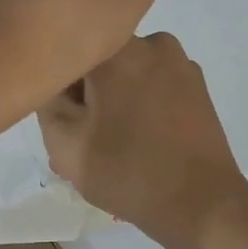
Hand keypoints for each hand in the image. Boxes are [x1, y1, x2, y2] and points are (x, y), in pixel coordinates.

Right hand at [39, 32, 247, 248]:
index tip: (64, 122)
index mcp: (117, 50)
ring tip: (113, 144)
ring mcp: (181, 64)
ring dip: (114, 101)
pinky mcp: (198, 88)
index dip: (59, 89)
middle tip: (84, 140)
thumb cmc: (126, 172)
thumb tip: (55, 84)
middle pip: (100, 61)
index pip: (68, 54)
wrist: (200, 204)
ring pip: (128, 74)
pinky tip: (141, 142)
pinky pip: (154, 86)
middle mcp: (152, 44)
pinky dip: (141, 106)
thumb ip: (47, 102)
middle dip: (88, 95)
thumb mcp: (64, 143)